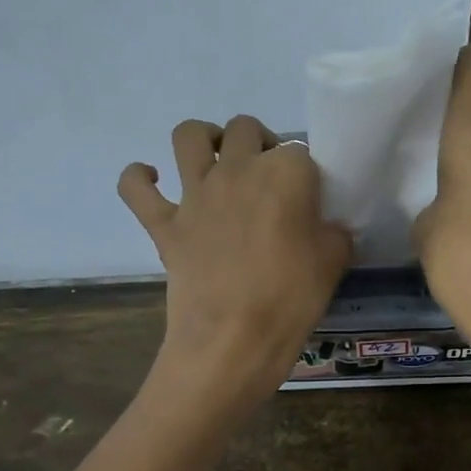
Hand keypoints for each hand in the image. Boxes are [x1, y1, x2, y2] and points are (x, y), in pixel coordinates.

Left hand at [120, 116, 350, 408]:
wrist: (233, 341)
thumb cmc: (292, 300)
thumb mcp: (335, 262)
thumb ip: (332, 232)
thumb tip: (325, 227)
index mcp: (286, 173)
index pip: (301, 152)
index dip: (306, 174)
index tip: (310, 200)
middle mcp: (238, 169)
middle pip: (246, 129)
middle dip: (259, 143)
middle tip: (268, 178)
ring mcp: (195, 194)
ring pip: (189, 135)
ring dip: (203, 138)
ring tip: (215, 161)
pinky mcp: (164, 223)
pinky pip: (135, 187)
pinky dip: (140, 179)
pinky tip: (153, 181)